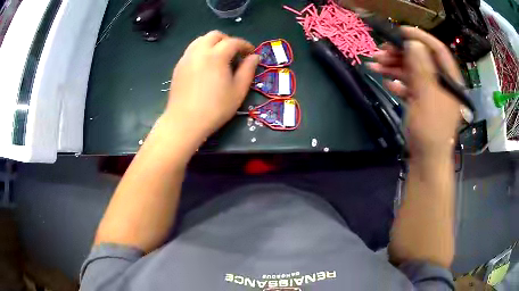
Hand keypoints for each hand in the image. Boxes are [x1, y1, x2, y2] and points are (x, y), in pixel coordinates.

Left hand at [163, 30, 259, 143]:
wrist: (185, 122)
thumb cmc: (215, 108)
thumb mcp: (238, 91)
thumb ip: (248, 70)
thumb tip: (255, 57)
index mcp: (216, 55)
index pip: (233, 42)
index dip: (245, 45)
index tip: (251, 53)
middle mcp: (199, 51)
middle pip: (215, 35)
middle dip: (228, 40)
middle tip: (235, 53)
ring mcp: (186, 58)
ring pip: (200, 40)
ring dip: (213, 43)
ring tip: (220, 57)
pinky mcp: (178, 66)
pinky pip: (192, 50)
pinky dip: (202, 50)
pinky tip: (205, 65)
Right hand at [368, 27, 462, 157]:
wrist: (426, 160)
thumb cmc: (431, 130)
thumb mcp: (427, 98)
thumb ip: (422, 69)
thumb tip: (413, 43)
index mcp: (450, 81)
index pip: (438, 51)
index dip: (420, 38)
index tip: (401, 31)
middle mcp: (442, 83)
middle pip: (422, 59)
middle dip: (400, 54)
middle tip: (380, 51)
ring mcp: (432, 92)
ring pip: (413, 71)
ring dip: (394, 67)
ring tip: (374, 66)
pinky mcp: (422, 101)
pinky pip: (410, 86)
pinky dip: (398, 83)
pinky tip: (387, 83)